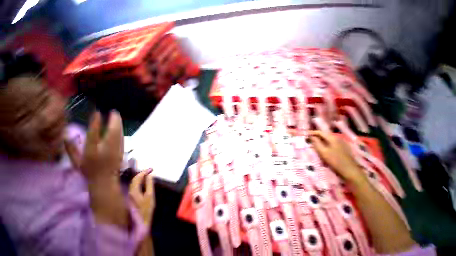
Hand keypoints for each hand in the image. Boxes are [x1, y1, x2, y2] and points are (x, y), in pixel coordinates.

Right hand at [65, 111, 123, 182]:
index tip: (97, 112)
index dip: (95, 122)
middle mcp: (105, 148)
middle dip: (114, 120)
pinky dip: (121, 130)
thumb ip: (70, 149)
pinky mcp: (122, 150)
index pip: (93, 134)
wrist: (105, 180)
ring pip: (119, 133)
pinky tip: (120, 125)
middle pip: (111, 131)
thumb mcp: (76, 162)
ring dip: (119, 123)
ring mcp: (116, 149)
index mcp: (92, 151)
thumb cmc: (89, 171)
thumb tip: (65, 137)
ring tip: (117, 115)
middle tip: (114, 111)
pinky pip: (122, 137)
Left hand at [129, 170, 155, 227]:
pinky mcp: (131, 198)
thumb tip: (150, 176)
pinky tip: (144, 182)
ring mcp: (129, 196)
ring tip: (148, 175)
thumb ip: (149, 184)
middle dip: (142, 174)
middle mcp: (129, 192)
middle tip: (150, 171)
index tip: (151, 169)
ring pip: (133, 183)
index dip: (144, 172)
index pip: (137, 178)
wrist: (141, 222)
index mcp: (133, 191)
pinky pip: (134, 186)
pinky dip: (139, 182)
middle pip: (134, 180)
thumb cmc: (146, 209)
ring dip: (140, 177)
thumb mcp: (150, 195)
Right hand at [308, 131, 365, 183]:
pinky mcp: (343, 148)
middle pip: (324, 135)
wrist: (350, 171)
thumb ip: (316, 142)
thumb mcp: (322, 151)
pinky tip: (323, 148)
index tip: (305, 134)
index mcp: (332, 138)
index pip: (320, 132)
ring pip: (328, 139)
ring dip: (320, 140)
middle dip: (316, 136)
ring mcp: (342, 143)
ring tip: (314, 143)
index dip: (311, 132)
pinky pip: (332, 143)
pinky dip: (325, 143)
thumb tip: (310, 136)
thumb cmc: (335, 161)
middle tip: (308, 139)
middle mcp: (338, 138)